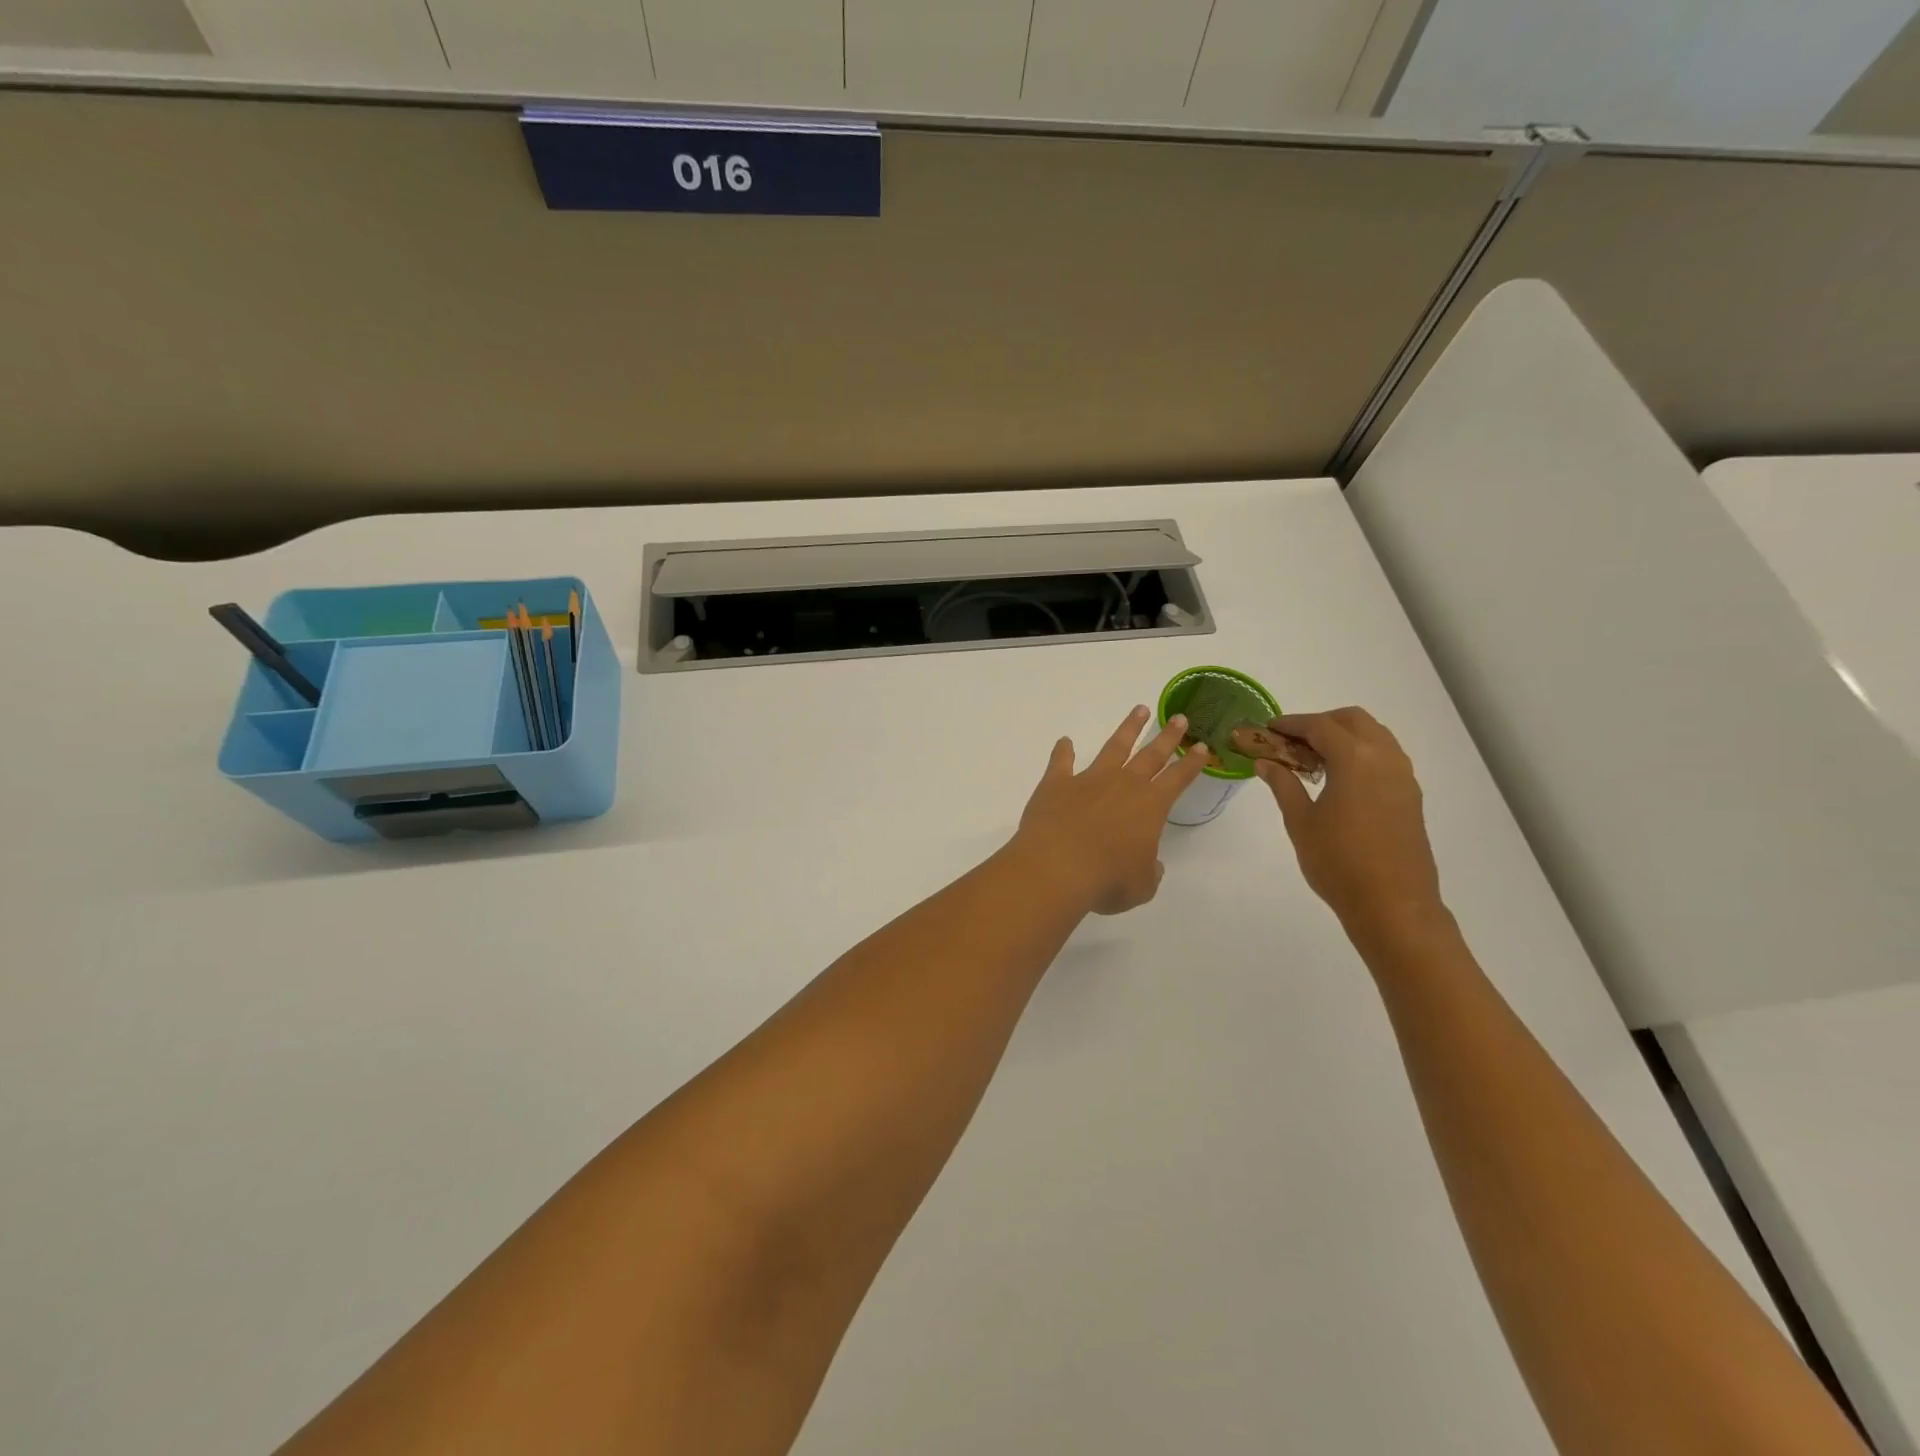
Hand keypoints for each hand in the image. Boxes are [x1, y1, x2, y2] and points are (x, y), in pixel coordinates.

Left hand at [1010, 706, 1210, 915]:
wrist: (1056, 868)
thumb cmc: (1106, 881)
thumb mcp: (1140, 886)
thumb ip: (1149, 872)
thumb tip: (1150, 864)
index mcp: (1150, 807)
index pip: (1177, 779)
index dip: (1192, 764)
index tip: (1202, 747)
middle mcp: (1123, 785)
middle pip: (1151, 754)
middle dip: (1168, 736)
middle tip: (1180, 718)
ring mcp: (1088, 780)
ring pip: (1113, 747)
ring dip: (1128, 728)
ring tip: (1139, 710)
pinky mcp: (1056, 783)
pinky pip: (1061, 761)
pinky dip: (1062, 751)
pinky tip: (1064, 741)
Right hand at [1255, 708, 1445, 939]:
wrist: (1393, 905)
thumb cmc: (1338, 862)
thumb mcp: (1300, 822)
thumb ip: (1283, 785)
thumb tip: (1266, 762)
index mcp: (1355, 759)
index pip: (1320, 726)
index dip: (1291, 724)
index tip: (1268, 729)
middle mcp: (1385, 759)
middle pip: (1353, 720)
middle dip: (1321, 722)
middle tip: (1291, 741)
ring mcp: (1403, 777)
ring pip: (1374, 736)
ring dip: (1343, 736)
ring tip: (1313, 760)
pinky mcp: (1410, 796)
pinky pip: (1385, 757)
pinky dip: (1360, 754)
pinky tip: (1339, 780)